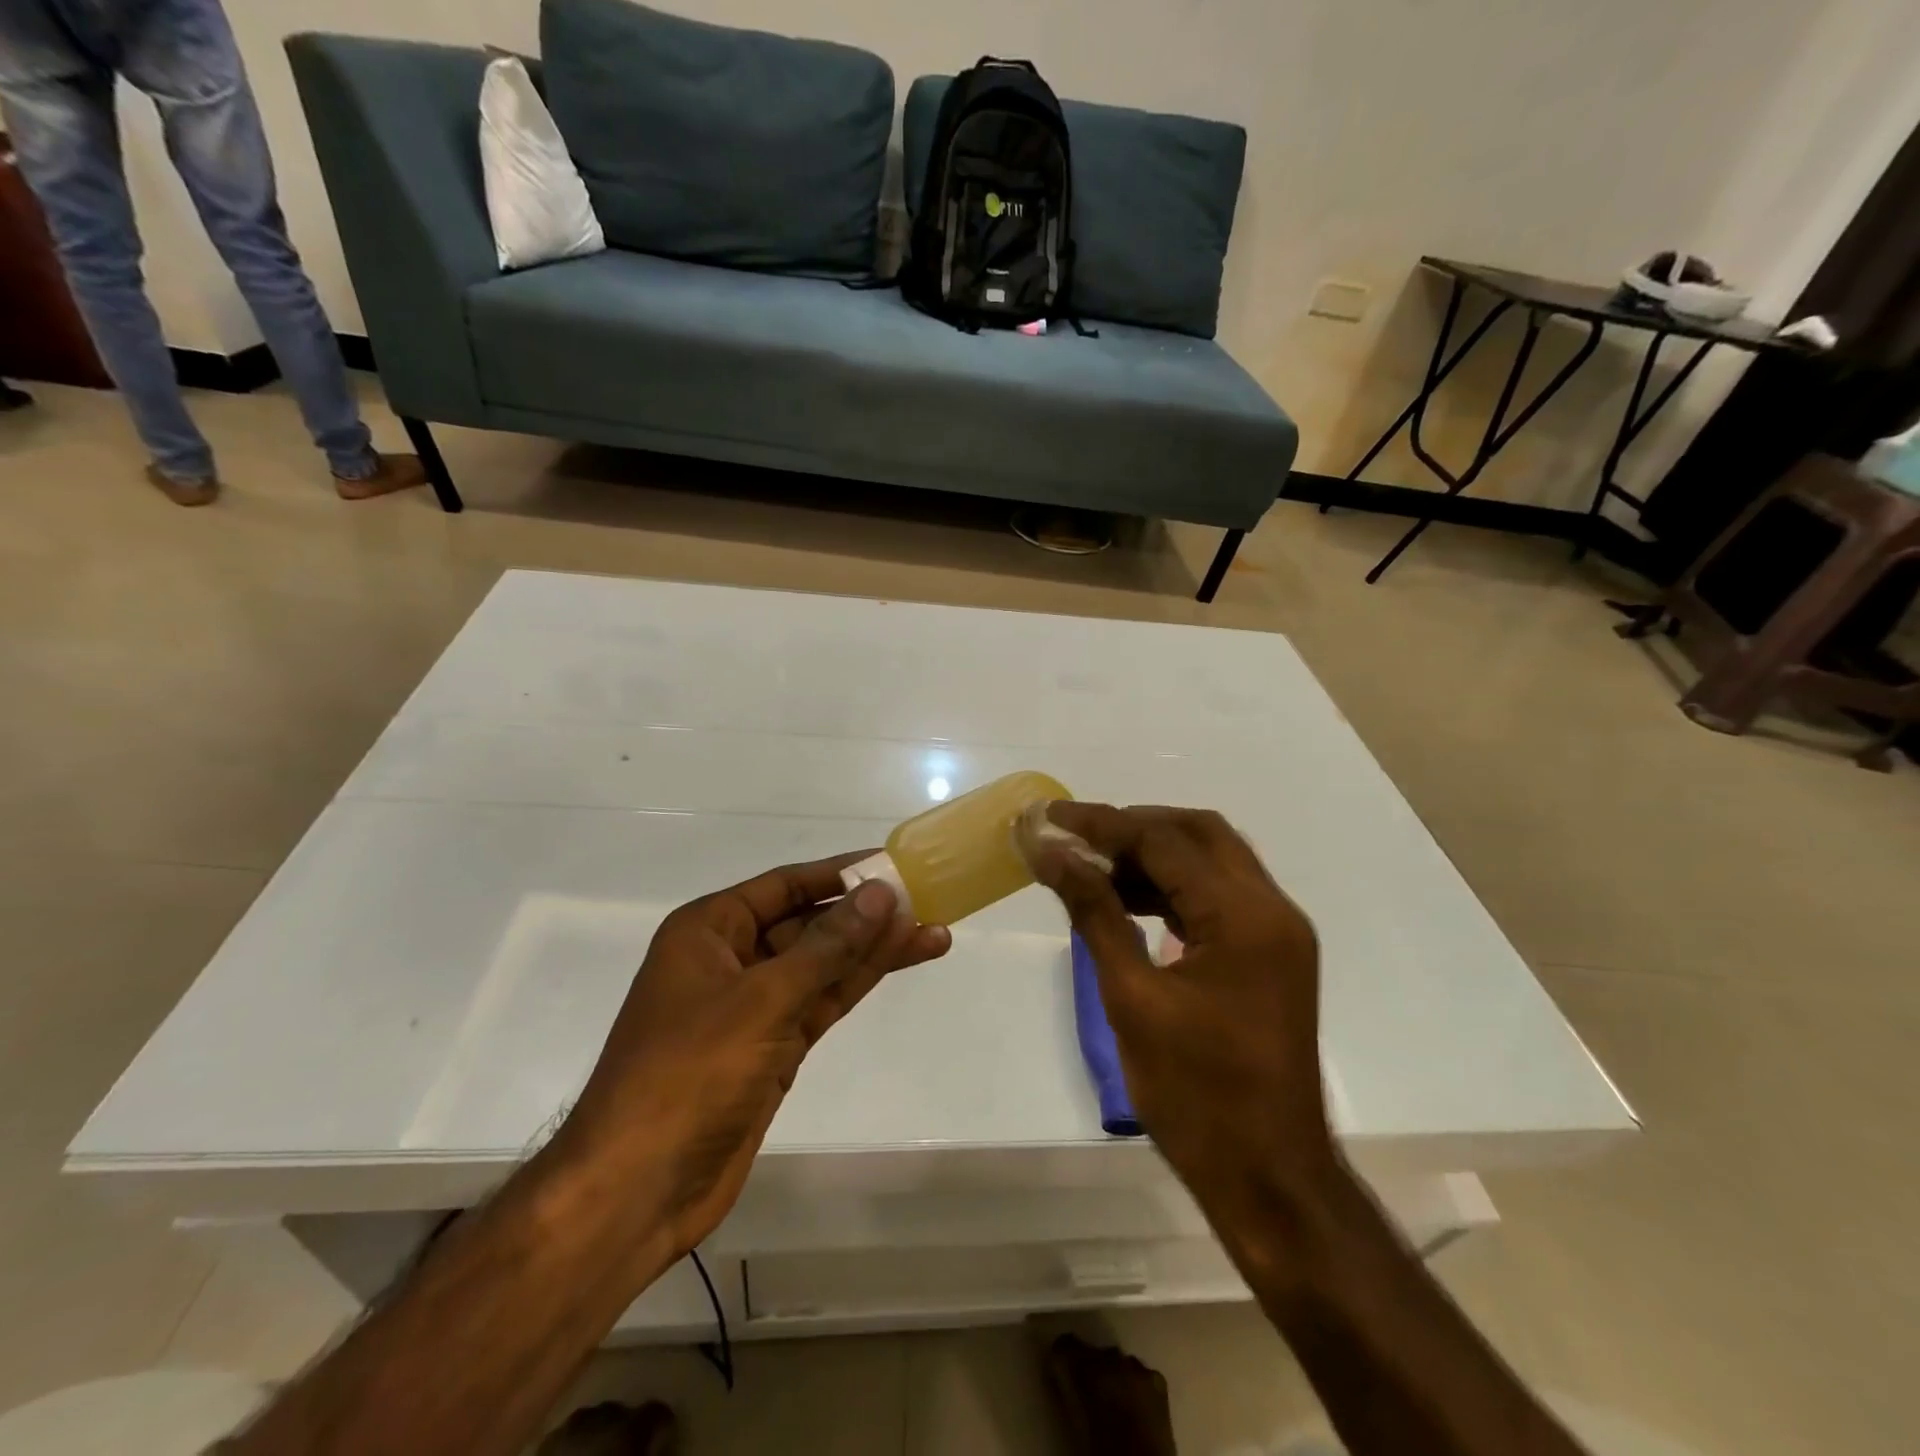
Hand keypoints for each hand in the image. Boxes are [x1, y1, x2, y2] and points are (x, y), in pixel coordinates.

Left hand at [560, 856, 949, 1262]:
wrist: (637, 1190)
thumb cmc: (688, 1074)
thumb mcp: (762, 999)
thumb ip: (827, 946)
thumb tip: (880, 893)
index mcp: (709, 930)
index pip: (785, 884)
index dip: (839, 873)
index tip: (892, 864)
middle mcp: (731, 958)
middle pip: (809, 922)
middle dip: (865, 913)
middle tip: (926, 899)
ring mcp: (754, 1006)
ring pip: (824, 963)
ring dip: (874, 948)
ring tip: (934, 929)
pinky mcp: (774, 1046)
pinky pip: (823, 999)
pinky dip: (860, 981)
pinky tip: (902, 961)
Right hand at [1019, 804, 1333, 1226]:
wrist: (1268, 1176)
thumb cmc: (1195, 1093)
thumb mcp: (1131, 997)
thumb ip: (1093, 912)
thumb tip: (1050, 853)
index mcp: (1243, 916)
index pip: (1164, 840)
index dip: (1101, 823)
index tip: (1049, 816)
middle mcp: (1271, 908)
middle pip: (1198, 833)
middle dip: (1133, 826)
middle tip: (1075, 836)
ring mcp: (1277, 931)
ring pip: (1211, 860)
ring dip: (1153, 855)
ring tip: (1092, 866)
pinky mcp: (1271, 954)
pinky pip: (1218, 896)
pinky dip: (1173, 887)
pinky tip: (1128, 900)